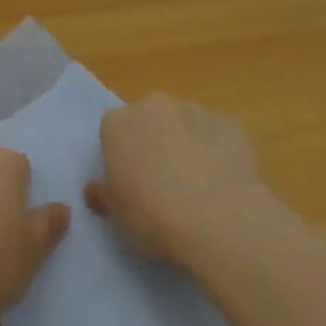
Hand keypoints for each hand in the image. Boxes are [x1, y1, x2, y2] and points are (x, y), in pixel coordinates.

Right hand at [85, 93, 262, 263]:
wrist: (218, 219)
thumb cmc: (153, 215)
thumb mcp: (116, 214)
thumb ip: (103, 194)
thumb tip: (95, 188)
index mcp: (117, 122)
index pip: (114, 131)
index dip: (123, 156)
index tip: (132, 182)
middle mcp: (153, 106)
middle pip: (150, 120)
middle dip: (155, 142)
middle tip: (164, 181)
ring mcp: (194, 111)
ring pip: (185, 124)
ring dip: (187, 144)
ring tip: (199, 185)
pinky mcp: (230, 123)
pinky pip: (217, 135)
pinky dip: (218, 151)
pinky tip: (224, 182)